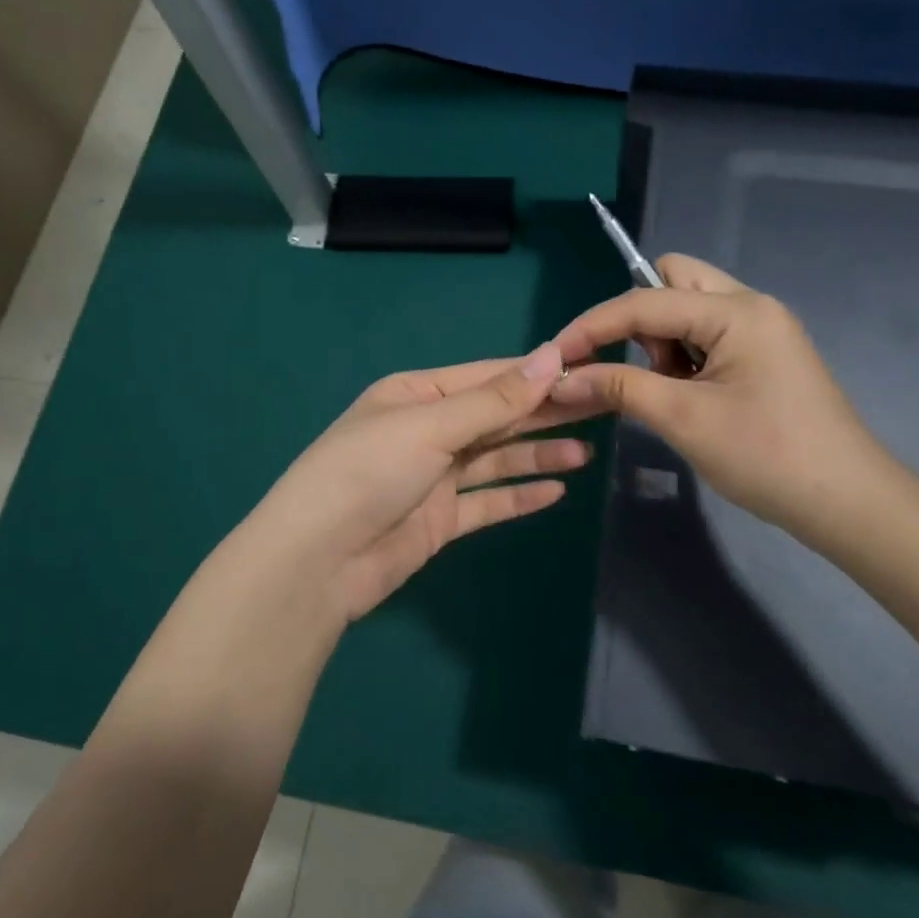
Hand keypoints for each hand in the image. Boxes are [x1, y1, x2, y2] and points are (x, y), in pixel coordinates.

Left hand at [233, 345, 591, 622]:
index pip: (488, 377)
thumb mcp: (430, 426)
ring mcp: (434, 477)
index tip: (586, 370)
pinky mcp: (440, 520)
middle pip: (497, 416)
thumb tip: (551, 355)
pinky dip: (519, 496)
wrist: (317, 562)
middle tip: (601, 407)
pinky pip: (488, 502)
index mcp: (417, 395)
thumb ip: (494, 400)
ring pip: (497, 459)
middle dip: (544, 412)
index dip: (536, 374)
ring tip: (587, 452)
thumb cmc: (368, 472)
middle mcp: (427, 430)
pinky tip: (557, 490)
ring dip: (538, 453)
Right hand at [549, 256, 901, 554]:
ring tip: (671, 393)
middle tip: (640, 368)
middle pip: (672, 281)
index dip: (594, 326)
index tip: (555, 355)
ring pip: (688, 309)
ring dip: (663, 342)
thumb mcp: (684, 419)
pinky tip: (690, 398)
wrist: (848, 504)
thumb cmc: (767, 456)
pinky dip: (684, 358)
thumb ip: (618, 387)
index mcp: (736, 311)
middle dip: (640, 319)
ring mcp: (761, 330)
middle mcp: (750, 306)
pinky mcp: (764, 356)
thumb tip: (559, 378)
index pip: (645, 301)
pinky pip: (707, 336)